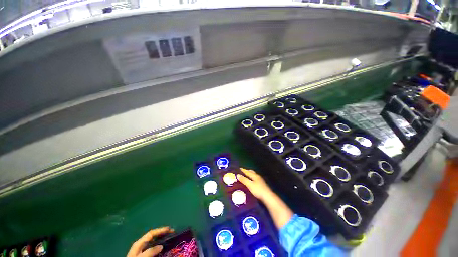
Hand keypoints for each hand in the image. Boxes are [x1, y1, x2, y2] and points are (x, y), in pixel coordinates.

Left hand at [127, 227, 173, 256]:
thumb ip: (150, 251)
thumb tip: (161, 246)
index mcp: (139, 242)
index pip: (151, 233)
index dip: (161, 230)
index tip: (170, 228)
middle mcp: (140, 243)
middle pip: (152, 235)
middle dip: (162, 232)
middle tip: (171, 232)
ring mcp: (141, 249)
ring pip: (152, 240)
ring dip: (160, 238)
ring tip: (168, 237)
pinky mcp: (142, 253)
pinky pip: (151, 246)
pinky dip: (157, 244)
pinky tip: (161, 246)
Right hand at [237, 168, 273, 201]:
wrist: (268, 196)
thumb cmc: (258, 190)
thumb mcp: (250, 185)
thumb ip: (244, 180)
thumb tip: (238, 175)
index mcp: (255, 175)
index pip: (248, 171)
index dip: (243, 170)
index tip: (239, 168)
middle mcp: (258, 176)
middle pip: (252, 172)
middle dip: (247, 171)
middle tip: (243, 171)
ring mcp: (260, 180)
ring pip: (254, 175)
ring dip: (250, 174)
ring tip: (246, 176)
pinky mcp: (262, 184)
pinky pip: (255, 178)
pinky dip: (252, 178)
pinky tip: (251, 181)